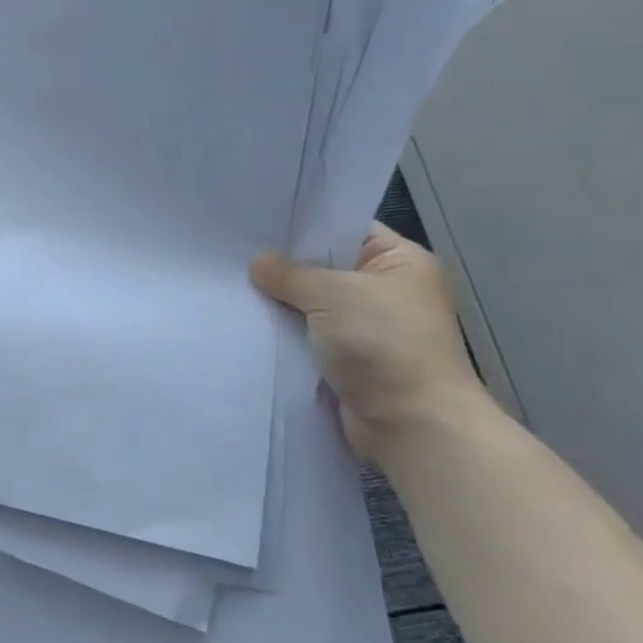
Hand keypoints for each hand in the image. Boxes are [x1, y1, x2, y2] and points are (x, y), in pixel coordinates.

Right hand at [251, 224, 486, 463]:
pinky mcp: (348, 359)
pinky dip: (285, 332)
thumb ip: (290, 274)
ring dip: (281, 302)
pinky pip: (308, 336)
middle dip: (284, 266)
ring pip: (312, 304)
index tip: (258, 221)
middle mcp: (386, 290)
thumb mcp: (332, 294)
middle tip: (234, 253)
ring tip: (232, 285)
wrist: (410, 421)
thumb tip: (258, 262)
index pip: (345, 229)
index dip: (304, 224)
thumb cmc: (383, 343)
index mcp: (400, 262)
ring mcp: (367, 327)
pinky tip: (249, 321)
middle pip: (324, 267)